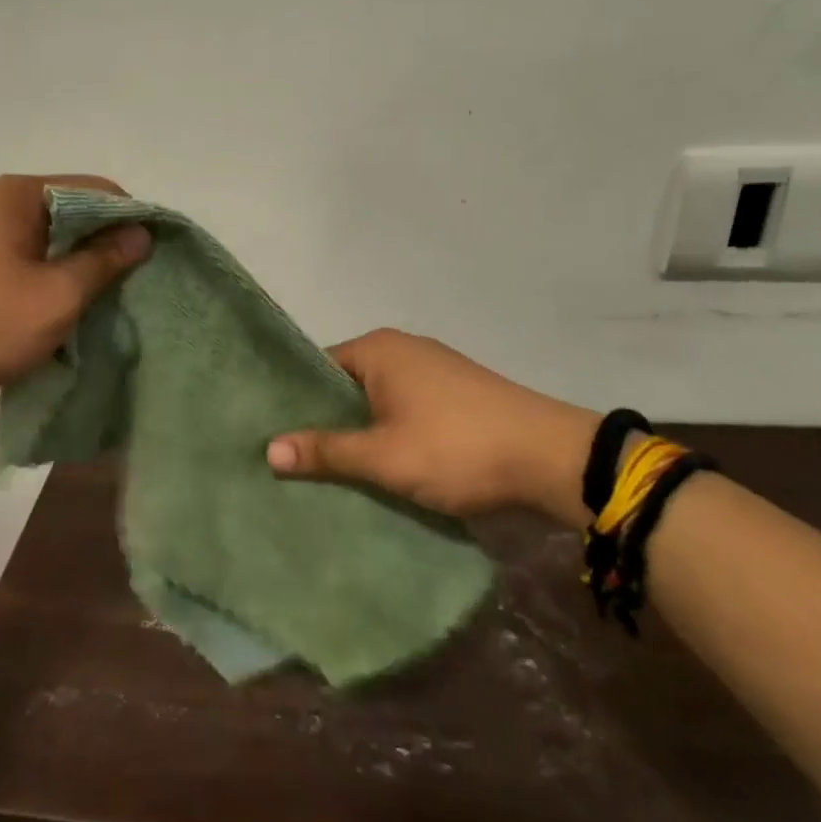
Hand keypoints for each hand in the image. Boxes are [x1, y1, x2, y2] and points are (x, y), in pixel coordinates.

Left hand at [0, 174, 149, 421]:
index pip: (96, 190)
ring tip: (103, 304)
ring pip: (48, 243)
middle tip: (133, 286)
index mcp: (20, 195)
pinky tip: (63, 314)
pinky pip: (25, 265)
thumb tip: (141, 233)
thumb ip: (104, 260)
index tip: (153, 258)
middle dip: (104, 247)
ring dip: (77, 269)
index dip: (130, 220)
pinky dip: (49, 283)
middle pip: (71, 214)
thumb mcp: (58, 294)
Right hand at [265, 329, 599, 528]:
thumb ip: (327, 450)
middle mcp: (403, 349)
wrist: (552, 460)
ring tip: (329, 472)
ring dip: (360, 432)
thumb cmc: (457, 448)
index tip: (273, 437)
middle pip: (346, 385)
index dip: (294, 402)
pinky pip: (405, 411)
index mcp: (378, 349)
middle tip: (294, 462)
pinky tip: (380, 467)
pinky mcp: (457, 395)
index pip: (317, 368)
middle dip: (326, 422)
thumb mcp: (384, 455)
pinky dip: (390, 434)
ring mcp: (434, 370)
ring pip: (378, 402)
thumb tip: (268, 448)